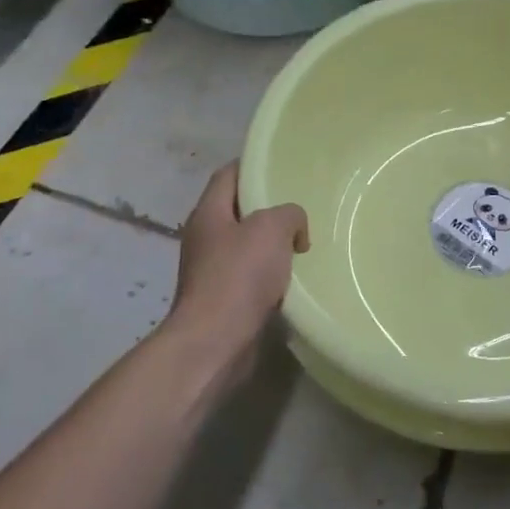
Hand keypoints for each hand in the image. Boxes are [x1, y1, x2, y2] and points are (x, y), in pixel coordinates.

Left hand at [170, 162, 309, 347]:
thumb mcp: (271, 229)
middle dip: (269, 210)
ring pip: (247, 247)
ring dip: (272, 246)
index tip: (282, 167)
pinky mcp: (223, 300)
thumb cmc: (239, 276)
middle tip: (302, 209)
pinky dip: (271, 276)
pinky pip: (251, 277)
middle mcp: (205, 238)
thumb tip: (294, 227)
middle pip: (239, 211)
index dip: (253, 167)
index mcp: (208, 213)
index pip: (228, 175)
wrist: (216, 342)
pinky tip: (294, 280)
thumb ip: (289, 214)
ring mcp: (211, 271)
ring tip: (304, 244)